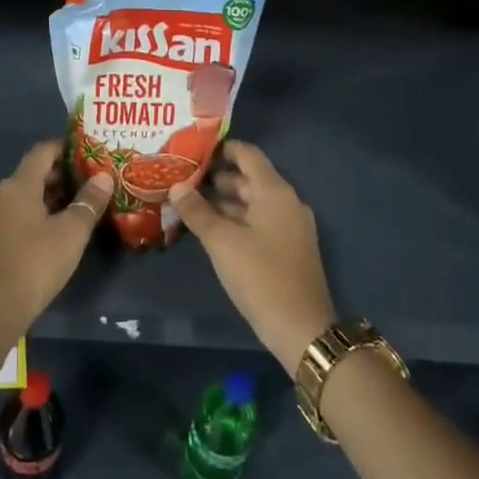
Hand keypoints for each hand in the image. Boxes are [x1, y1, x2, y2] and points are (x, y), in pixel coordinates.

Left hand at [0, 141, 109, 326]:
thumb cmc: (36, 262)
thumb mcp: (71, 232)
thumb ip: (88, 202)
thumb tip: (104, 177)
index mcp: (20, 185)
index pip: (42, 152)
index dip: (64, 147)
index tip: (87, 151)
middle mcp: (3, 195)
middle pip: (33, 174)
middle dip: (61, 174)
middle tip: (90, 179)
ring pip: (26, 197)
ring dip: (51, 196)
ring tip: (79, 204)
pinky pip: (19, 216)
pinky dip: (39, 214)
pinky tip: (57, 230)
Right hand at [169, 142, 336, 371]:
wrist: (302, 329)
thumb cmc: (260, 276)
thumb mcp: (221, 241)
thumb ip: (197, 211)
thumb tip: (176, 187)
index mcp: (274, 191)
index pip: (247, 154)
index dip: (221, 148)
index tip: (192, 150)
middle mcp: (286, 201)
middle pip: (249, 178)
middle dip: (216, 177)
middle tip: (182, 179)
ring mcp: (290, 225)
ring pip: (252, 202)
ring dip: (223, 201)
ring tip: (188, 204)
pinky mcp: (288, 247)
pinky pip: (259, 221)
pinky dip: (236, 219)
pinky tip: (210, 230)